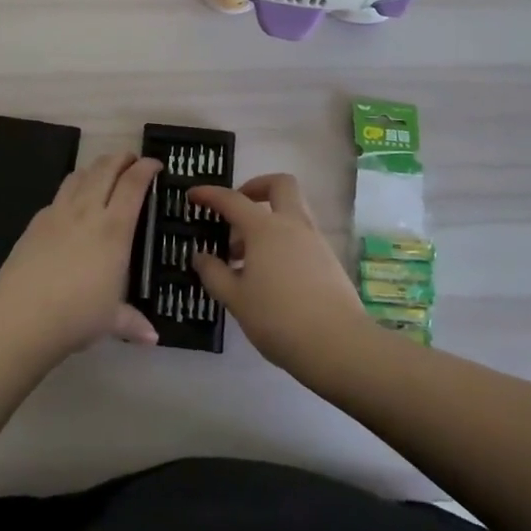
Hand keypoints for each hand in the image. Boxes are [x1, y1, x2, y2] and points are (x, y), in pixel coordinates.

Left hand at [0, 152, 162, 359]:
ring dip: (95, 168)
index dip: (146, 168)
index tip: (155, 164)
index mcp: (114, 229)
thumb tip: (152, 337)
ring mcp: (58, 213)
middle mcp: (87, 212)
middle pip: (105, 169)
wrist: (22, 316)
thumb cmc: (77, 316)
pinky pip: (58, 195)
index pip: (133, 185)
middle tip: (131, 159)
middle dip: (121, 158)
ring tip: (103, 172)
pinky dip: (71, 189)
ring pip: (79, 175)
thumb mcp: (112, 321)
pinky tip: (72, 204)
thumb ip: (133, 322)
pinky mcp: (36, 222)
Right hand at [189, 173, 367, 373]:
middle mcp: (293, 225)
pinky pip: (301, 235)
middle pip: (280, 184)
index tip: (192, 195)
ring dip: (268, 218)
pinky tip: (269, 273)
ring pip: (292, 210)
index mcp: (265, 229)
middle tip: (236, 209)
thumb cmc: (278, 319)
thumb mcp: (235, 299)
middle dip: (255, 187)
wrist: (338, 345)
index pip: (232, 200)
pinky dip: (282, 241)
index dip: (209, 194)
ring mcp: (315, 241)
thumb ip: (214, 274)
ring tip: (246, 254)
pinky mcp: (329, 260)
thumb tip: (200, 256)